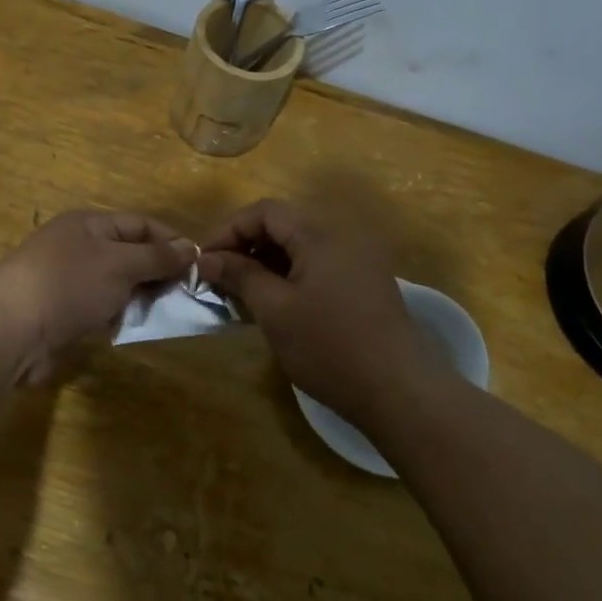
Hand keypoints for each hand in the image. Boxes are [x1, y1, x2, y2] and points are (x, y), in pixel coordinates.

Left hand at [0, 211, 194, 382]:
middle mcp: (79, 247)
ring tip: (170, 313)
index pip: (140, 224)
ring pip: (117, 284)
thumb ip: (157, 257)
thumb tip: (190, 248)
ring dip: (142, 297)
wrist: (12, 329)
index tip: (200, 264)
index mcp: (89, 224)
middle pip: (130, 254)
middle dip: (159, 272)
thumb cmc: (70, 283)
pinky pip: (102, 308)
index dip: (171, 241)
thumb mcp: (121, 263)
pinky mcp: (64, 313)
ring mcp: (70, 281)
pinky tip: (138, 327)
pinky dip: (120, 316)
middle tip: (191, 294)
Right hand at [198, 199, 429, 424]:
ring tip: (241, 289)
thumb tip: (206, 259)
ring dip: (267, 258)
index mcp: (320, 232)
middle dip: (246, 244)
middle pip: (283, 222)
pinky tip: (275, 298)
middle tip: (219, 275)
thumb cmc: (328, 347)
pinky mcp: (366, 277)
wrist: (398, 389)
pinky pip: (319, 259)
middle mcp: (343, 232)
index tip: (202, 260)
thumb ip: (239, 275)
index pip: (264, 211)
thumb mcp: (274, 310)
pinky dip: (291, 270)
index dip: (228, 230)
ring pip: (300, 242)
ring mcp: (359, 255)